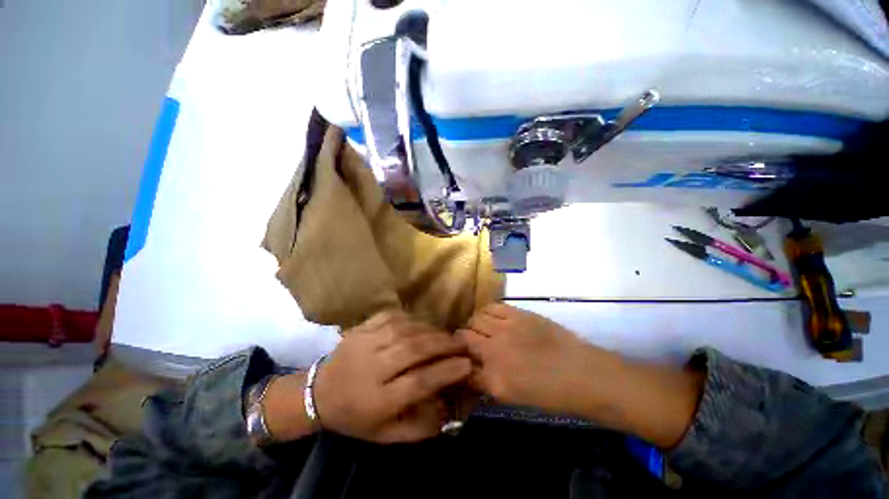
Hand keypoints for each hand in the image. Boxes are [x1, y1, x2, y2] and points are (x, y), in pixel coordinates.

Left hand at [313, 311, 471, 442]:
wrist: (317, 393)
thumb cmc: (355, 416)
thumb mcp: (385, 435)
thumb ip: (418, 427)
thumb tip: (448, 409)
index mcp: (377, 400)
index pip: (418, 382)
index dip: (446, 371)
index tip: (467, 364)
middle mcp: (371, 368)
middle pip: (413, 350)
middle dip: (443, 344)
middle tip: (461, 343)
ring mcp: (364, 343)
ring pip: (405, 330)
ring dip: (430, 330)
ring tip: (445, 334)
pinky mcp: (361, 328)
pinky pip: (392, 316)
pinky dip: (412, 318)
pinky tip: (422, 324)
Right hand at [457, 303, 599, 412]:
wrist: (581, 373)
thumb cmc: (550, 393)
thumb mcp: (513, 397)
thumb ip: (487, 382)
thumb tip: (471, 370)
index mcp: (493, 379)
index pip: (463, 367)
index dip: (459, 362)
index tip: (462, 360)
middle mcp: (493, 351)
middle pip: (463, 337)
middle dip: (462, 340)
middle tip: (471, 343)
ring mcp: (505, 329)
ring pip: (475, 319)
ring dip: (474, 324)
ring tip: (482, 329)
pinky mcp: (517, 314)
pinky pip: (491, 307)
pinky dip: (486, 312)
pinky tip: (492, 318)